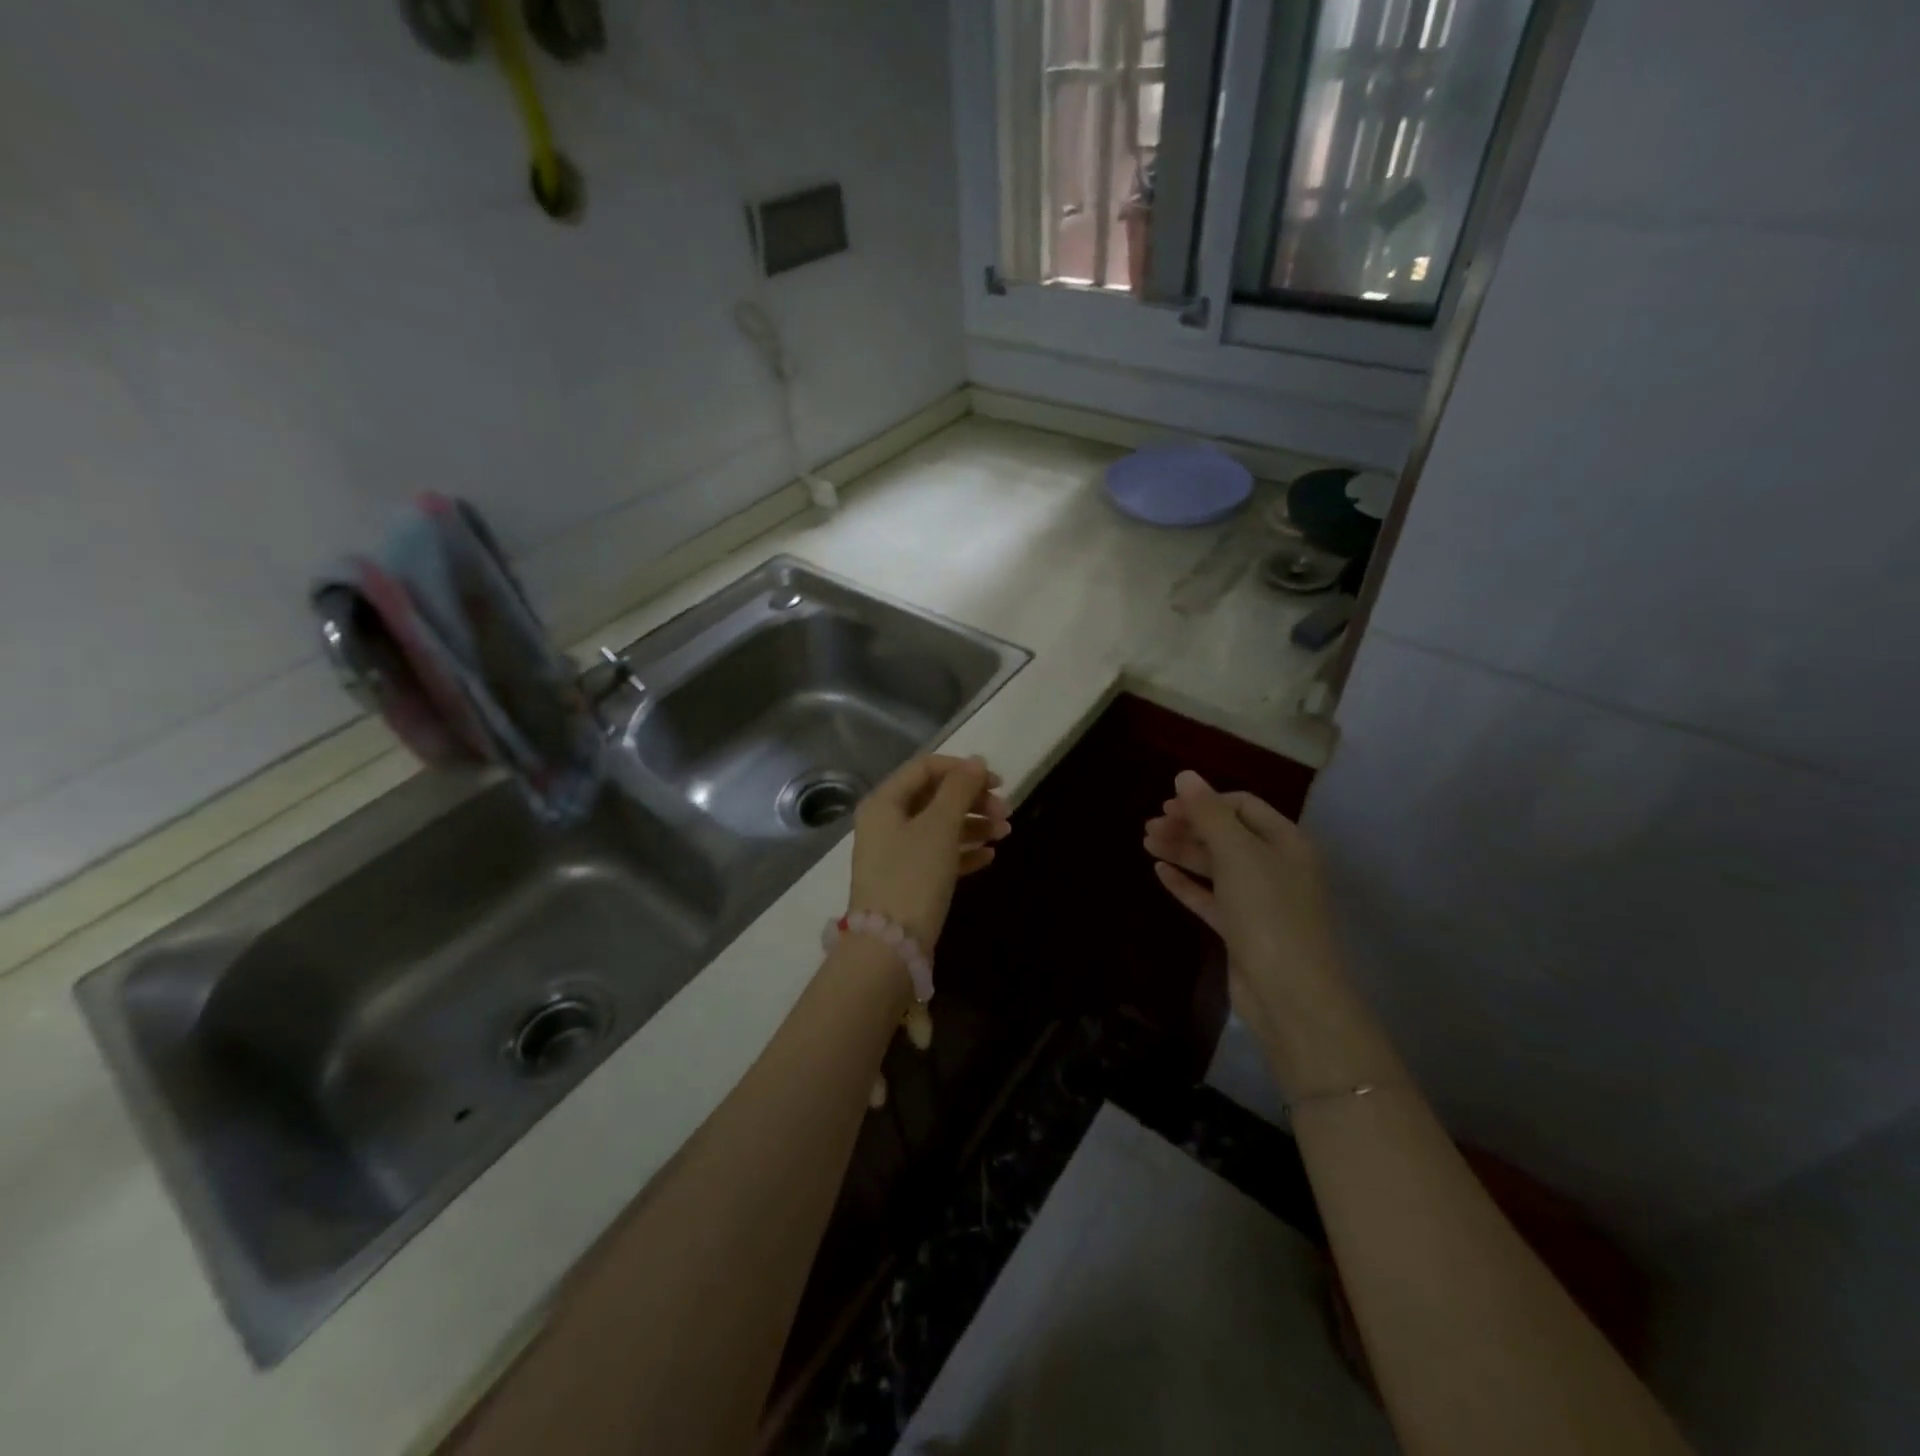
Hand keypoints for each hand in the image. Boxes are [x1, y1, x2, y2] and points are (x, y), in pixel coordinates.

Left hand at [850, 755, 1009, 950]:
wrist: (890, 948)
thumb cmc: (913, 876)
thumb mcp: (939, 826)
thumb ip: (959, 789)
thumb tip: (976, 761)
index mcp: (884, 802)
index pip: (925, 768)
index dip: (962, 769)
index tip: (997, 782)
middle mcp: (885, 823)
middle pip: (934, 798)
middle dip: (972, 800)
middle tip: (1006, 812)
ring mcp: (895, 854)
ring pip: (939, 827)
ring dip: (973, 825)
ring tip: (1006, 834)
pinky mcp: (907, 882)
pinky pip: (938, 856)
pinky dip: (963, 851)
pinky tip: (990, 856)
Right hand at [1144, 770, 1345, 1053]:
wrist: (1288, 992)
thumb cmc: (1267, 912)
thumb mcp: (1238, 854)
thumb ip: (1209, 813)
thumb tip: (1185, 775)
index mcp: (1285, 842)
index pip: (1242, 807)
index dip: (1205, 802)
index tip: (1168, 807)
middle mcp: (1274, 866)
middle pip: (1226, 835)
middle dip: (1188, 827)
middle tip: (1149, 827)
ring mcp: (1258, 899)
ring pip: (1214, 865)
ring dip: (1182, 851)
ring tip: (1146, 843)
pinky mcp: (1241, 929)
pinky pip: (1209, 897)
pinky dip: (1186, 883)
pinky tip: (1160, 873)